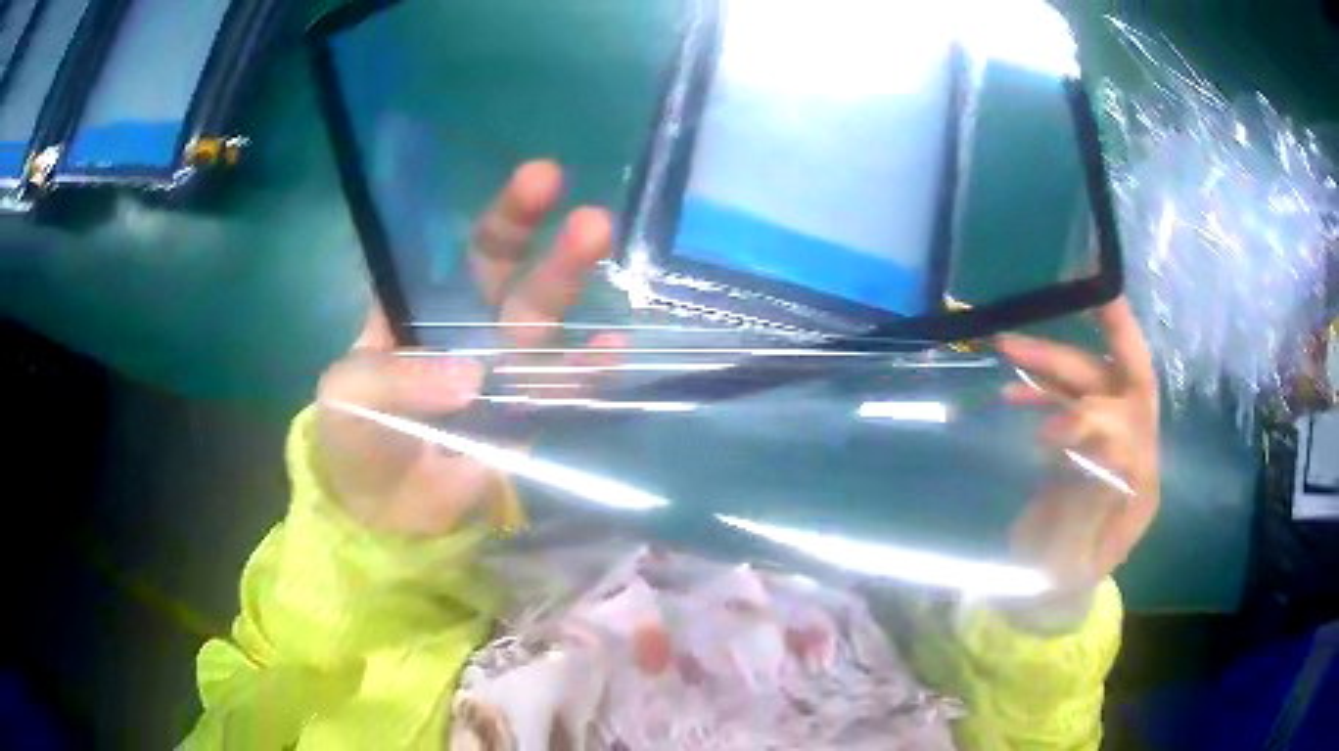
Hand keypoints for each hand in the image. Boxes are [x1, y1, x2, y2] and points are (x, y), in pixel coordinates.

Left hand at [314, 160, 612, 535]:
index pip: (461, 252)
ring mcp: (503, 374)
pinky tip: (613, 347)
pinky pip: (558, 391)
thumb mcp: (349, 396)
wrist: (379, 513)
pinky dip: (585, 372)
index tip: (538, 180)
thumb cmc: (352, 439)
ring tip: (599, 243)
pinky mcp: (525, 420)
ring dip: (570, 287)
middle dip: (543, 241)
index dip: (500, 218)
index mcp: (422, 310)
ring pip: (542, 323)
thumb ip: (398, 378)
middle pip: (512, 277)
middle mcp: (469, 330)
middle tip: (580, 208)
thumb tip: (471, 377)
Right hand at [997, 298, 1159, 589]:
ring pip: (1093, 384)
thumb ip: (1090, 503)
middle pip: (1128, 384)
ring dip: (1055, 361)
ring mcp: (1109, 446)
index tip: (1046, 434)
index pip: (1133, 428)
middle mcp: (1134, 454)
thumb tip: (1106, 438)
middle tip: (1090, 290)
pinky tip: (1013, 387)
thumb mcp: (1068, 560)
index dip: (1093, 420)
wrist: (1042, 594)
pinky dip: (1042, 386)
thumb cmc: (1055, 585)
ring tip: (1008, 344)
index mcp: (1139, 486)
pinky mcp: (1084, 443)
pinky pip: (1069, 400)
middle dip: (1112, 336)